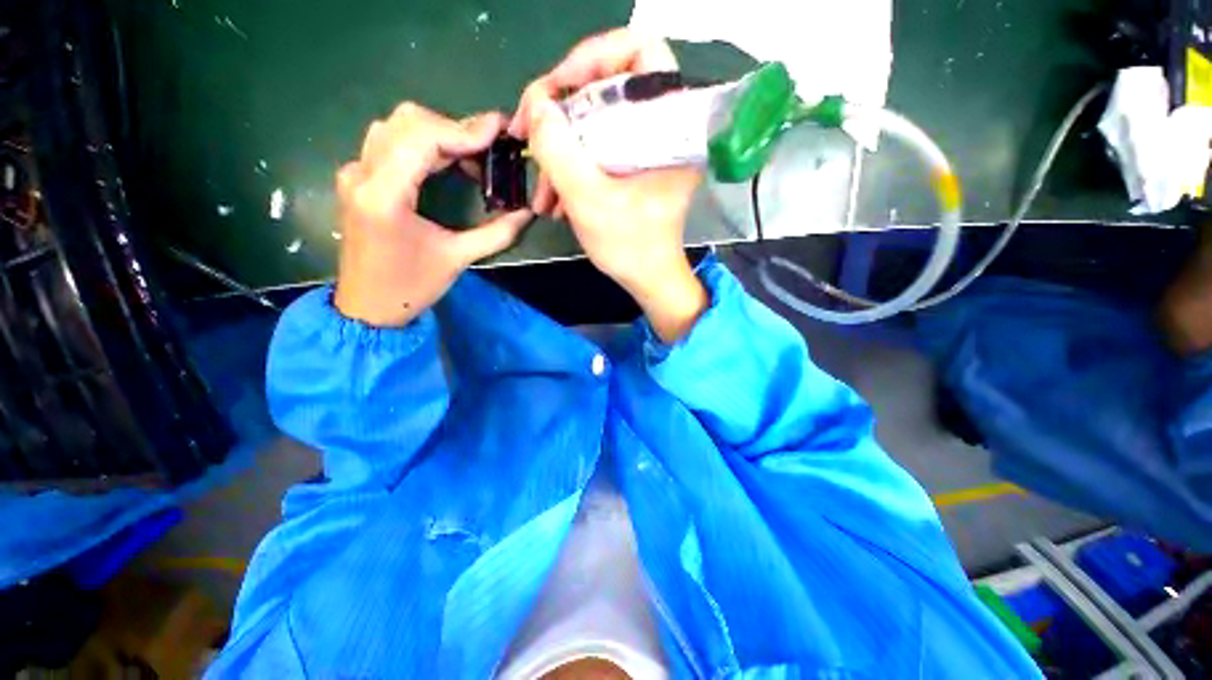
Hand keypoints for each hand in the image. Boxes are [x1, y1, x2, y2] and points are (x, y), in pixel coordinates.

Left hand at [334, 104, 531, 327]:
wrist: (368, 307)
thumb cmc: (411, 287)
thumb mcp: (458, 258)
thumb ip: (497, 233)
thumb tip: (527, 213)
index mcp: (385, 195)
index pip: (423, 138)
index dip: (464, 130)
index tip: (498, 130)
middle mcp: (362, 174)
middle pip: (408, 122)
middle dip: (454, 129)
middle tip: (489, 148)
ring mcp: (355, 173)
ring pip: (396, 127)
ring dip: (439, 133)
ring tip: (472, 156)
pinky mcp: (358, 179)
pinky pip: (390, 142)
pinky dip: (423, 143)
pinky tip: (446, 162)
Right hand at [509, 29, 707, 341]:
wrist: (647, 277)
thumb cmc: (629, 245)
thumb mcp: (588, 200)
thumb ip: (557, 149)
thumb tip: (537, 106)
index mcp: (670, 125)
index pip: (640, 51)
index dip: (593, 57)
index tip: (556, 89)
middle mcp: (662, 127)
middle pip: (606, 85)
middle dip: (561, 110)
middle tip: (529, 134)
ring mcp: (646, 146)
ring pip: (595, 121)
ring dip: (560, 147)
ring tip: (541, 191)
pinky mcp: (633, 164)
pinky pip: (596, 146)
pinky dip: (572, 165)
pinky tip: (553, 197)